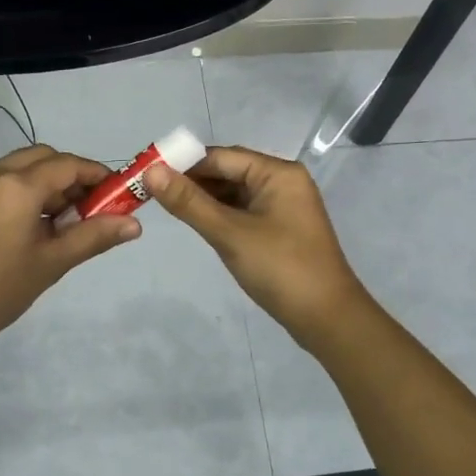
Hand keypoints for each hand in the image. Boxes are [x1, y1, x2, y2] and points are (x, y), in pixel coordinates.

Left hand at [0, 145, 140, 355]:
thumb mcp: (51, 264)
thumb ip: (94, 237)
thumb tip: (135, 224)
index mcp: (17, 185)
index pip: (69, 164)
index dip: (98, 175)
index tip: (118, 196)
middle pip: (45, 158)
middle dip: (73, 177)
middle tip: (92, 211)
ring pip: (24, 166)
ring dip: (50, 184)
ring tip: (65, 223)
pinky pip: (5, 180)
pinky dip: (27, 191)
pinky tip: (35, 225)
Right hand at [143, 145, 370, 343]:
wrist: (327, 318)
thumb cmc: (280, 268)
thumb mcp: (229, 233)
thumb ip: (189, 202)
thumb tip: (151, 171)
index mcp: (277, 173)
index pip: (220, 156)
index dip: (183, 163)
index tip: (147, 174)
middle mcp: (282, 181)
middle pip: (228, 170)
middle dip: (191, 180)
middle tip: (151, 191)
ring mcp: (283, 205)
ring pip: (234, 192)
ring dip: (203, 198)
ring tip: (166, 206)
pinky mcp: (280, 227)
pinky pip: (243, 210)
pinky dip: (219, 214)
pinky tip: (197, 222)